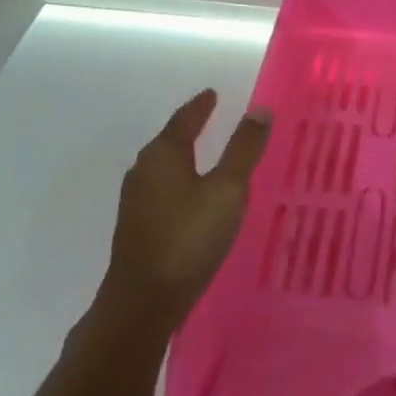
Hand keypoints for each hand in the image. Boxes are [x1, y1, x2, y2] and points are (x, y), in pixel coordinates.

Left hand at [103, 90, 272, 330]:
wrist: (143, 301)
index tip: (213, 94)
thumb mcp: (227, 190)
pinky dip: (180, 182)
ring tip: (207, 156)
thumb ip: (244, 149)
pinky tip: (192, 198)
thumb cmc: (188, 238)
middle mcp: (143, 171)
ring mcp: (136, 201)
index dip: (201, 106)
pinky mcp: (137, 227)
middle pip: (170, 141)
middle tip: (213, 119)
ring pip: (164, 167)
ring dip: (185, 157)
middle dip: (191, 129)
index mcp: (163, 155)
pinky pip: (163, 191)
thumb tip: (259, 109)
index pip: (184, 119)